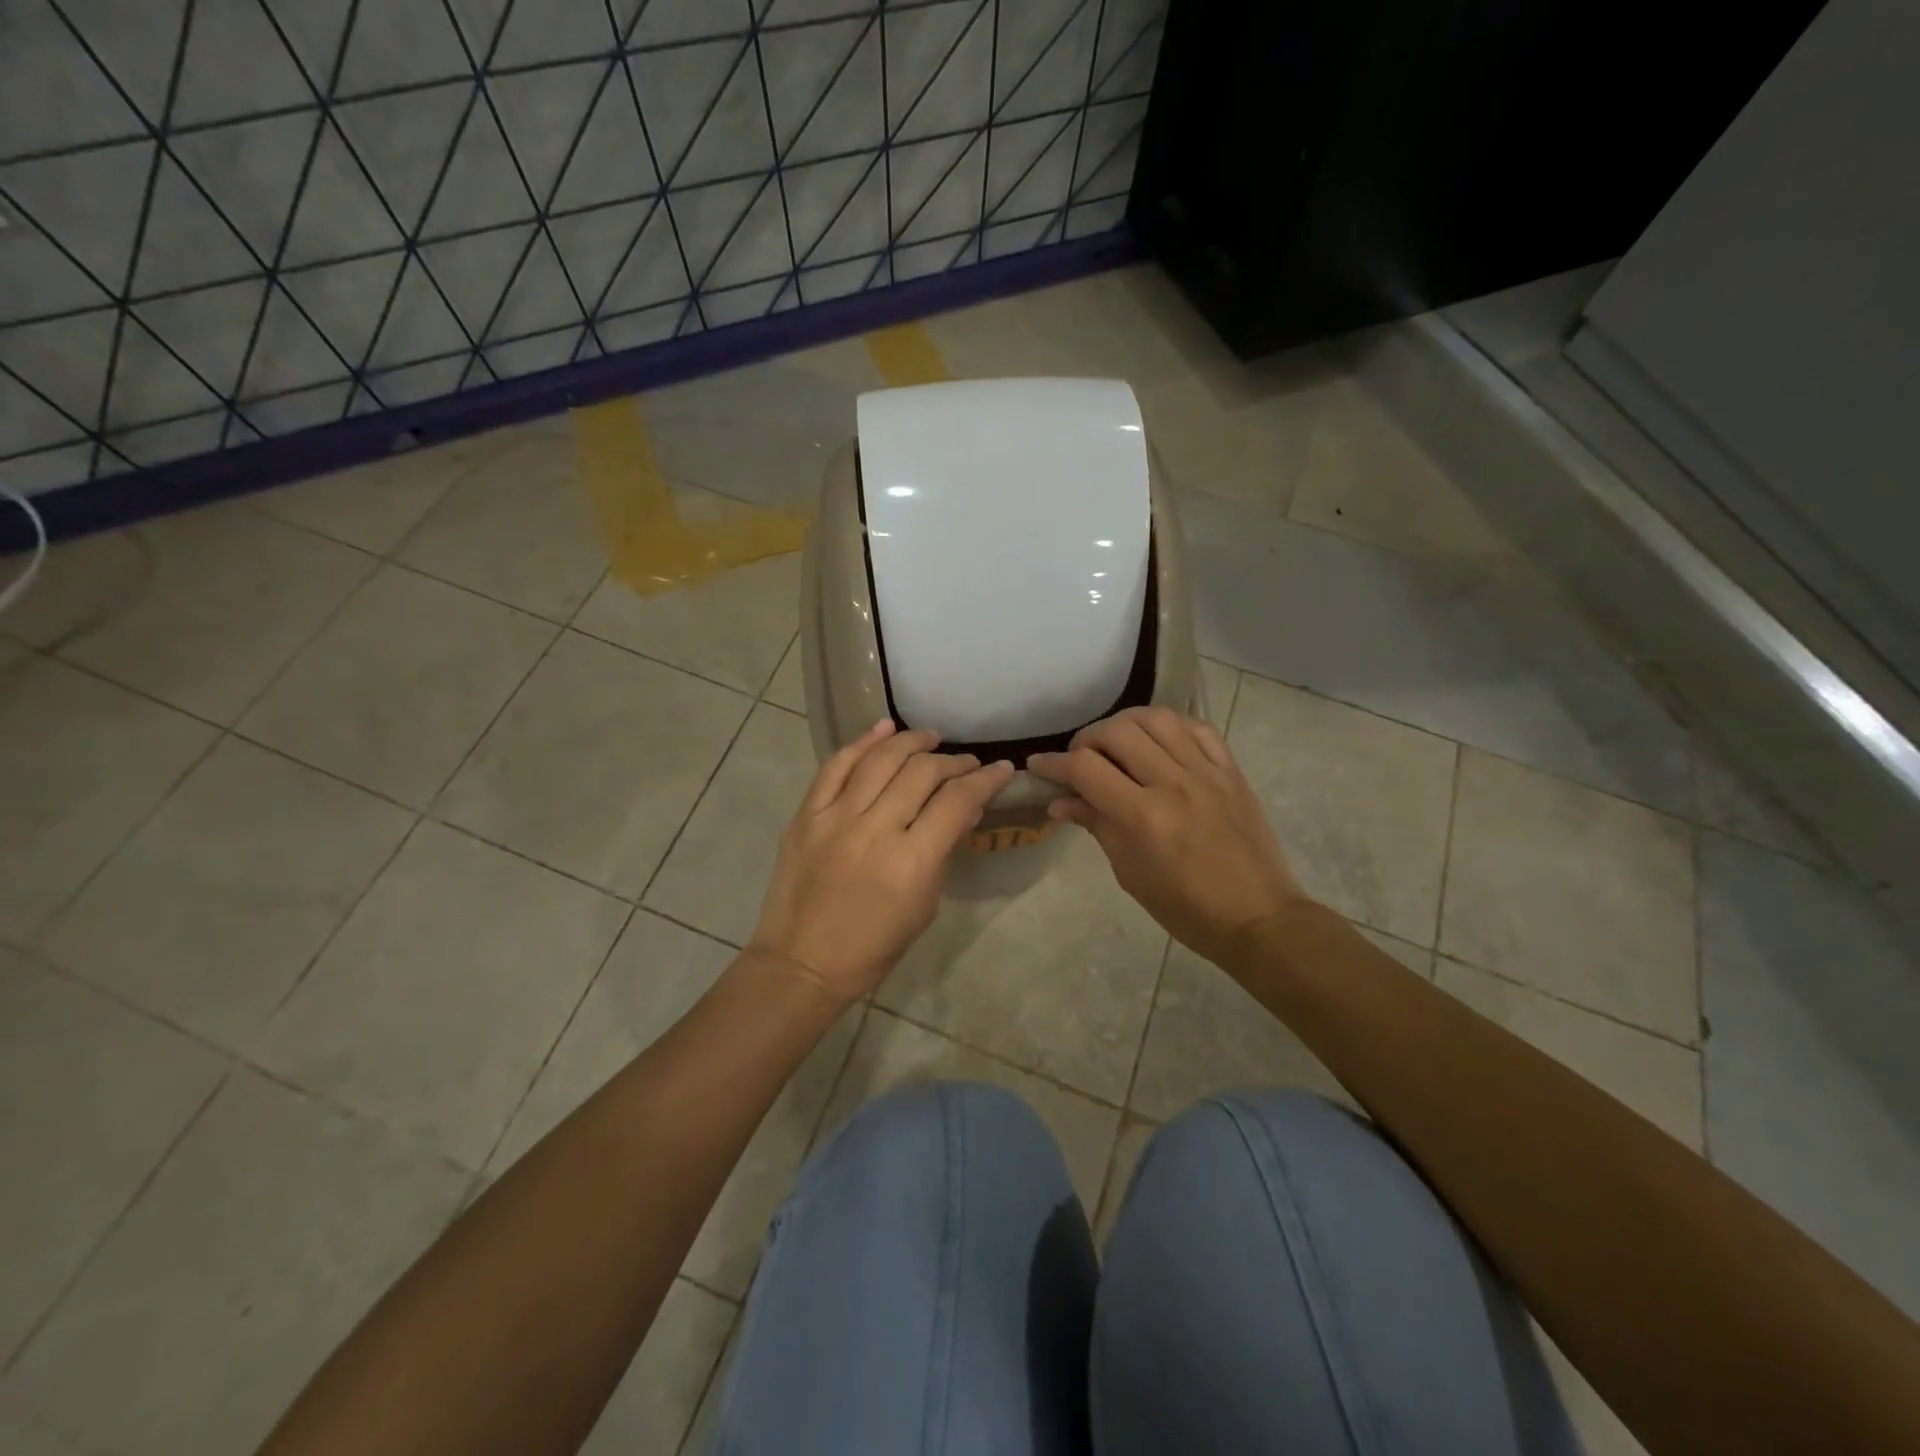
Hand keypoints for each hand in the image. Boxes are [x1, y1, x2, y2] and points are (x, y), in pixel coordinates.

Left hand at [751, 720, 1014, 1003]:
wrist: (802, 963)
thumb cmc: (873, 947)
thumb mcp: (924, 906)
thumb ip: (943, 852)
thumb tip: (963, 810)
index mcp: (912, 861)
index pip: (957, 801)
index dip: (986, 780)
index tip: (1002, 770)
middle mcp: (876, 828)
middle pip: (922, 773)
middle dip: (954, 762)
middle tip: (967, 763)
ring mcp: (836, 817)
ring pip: (880, 759)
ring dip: (911, 742)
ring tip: (930, 737)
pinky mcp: (807, 815)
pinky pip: (836, 766)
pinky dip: (861, 742)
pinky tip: (883, 729)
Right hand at [1028, 707, 1307, 965]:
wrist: (1258, 918)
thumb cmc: (1185, 908)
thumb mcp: (1130, 873)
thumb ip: (1096, 826)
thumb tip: (1059, 801)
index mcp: (1143, 817)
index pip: (1085, 769)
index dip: (1054, 763)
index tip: (1038, 765)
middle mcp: (1173, 784)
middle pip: (1117, 732)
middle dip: (1087, 739)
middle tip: (1080, 758)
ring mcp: (1207, 773)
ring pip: (1157, 719)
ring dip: (1126, 723)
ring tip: (1117, 742)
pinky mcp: (1231, 771)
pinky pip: (1198, 728)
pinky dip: (1170, 726)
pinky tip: (1158, 741)